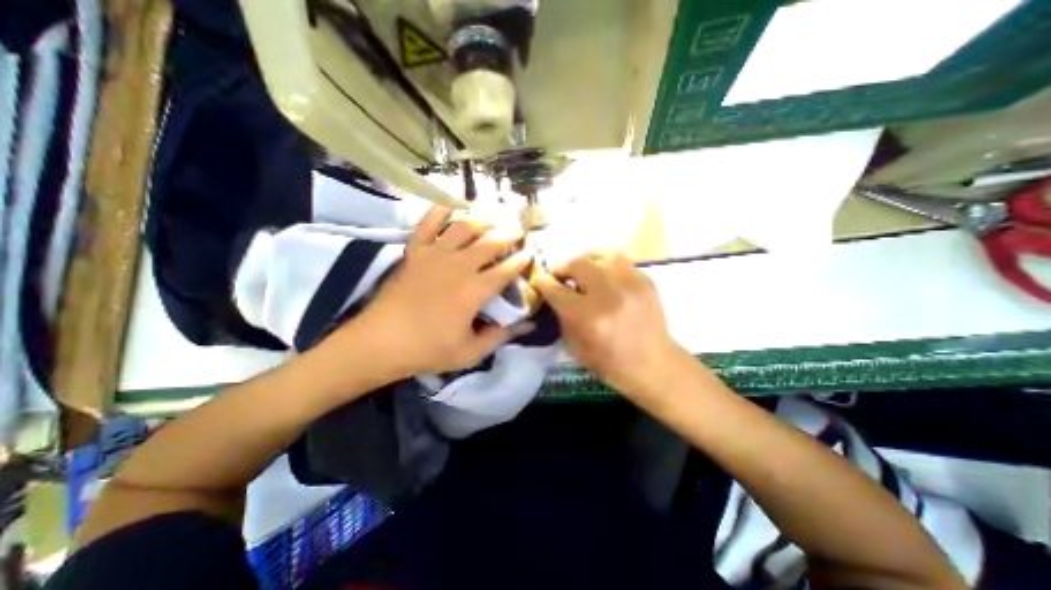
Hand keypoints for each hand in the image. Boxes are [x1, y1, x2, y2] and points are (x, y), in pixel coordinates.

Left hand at [350, 205, 533, 375]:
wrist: (381, 341)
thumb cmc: (428, 349)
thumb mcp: (471, 352)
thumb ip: (500, 336)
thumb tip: (527, 325)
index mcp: (475, 291)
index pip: (506, 270)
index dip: (521, 260)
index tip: (529, 254)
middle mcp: (459, 266)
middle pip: (490, 242)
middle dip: (508, 234)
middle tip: (518, 230)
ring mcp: (435, 255)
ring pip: (464, 227)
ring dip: (483, 218)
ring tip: (495, 213)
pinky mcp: (415, 251)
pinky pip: (428, 223)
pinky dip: (440, 209)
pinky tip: (451, 202)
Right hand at [536, 248, 681, 395]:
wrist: (653, 365)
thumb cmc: (609, 362)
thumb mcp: (574, 346)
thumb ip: (561, 315)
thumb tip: (553, 293)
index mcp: (586, 316)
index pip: (555, 288)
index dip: (542, 281)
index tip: (539, 279)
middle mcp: (607, 294)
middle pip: (577, 263)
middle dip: (564, 268)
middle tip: (562, 277)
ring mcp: (629, 284)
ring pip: (600, 255)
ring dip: (586, 263)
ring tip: (585, 273)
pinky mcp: (645, 281)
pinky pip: (620, 261)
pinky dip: (607, 267)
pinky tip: (606, 279)